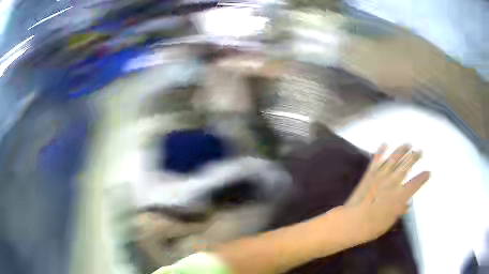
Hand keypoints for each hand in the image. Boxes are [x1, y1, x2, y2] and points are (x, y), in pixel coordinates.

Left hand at [343, 144, 429, 242]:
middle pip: (406, 166)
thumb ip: (399, 210)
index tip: (428, 172)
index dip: (423, 177)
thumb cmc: (372, 227)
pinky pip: (376, 159)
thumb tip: (407, 203)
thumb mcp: (390, 222)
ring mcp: (380, 176)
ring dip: (401, 150)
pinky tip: (385, 143)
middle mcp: (392, 182)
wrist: (351, 222)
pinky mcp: (369, 174)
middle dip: (414, 157)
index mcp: (400, 195)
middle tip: (420, 150)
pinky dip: (380, 150)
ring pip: (393, 159)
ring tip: (408, 143)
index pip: (415, 183)